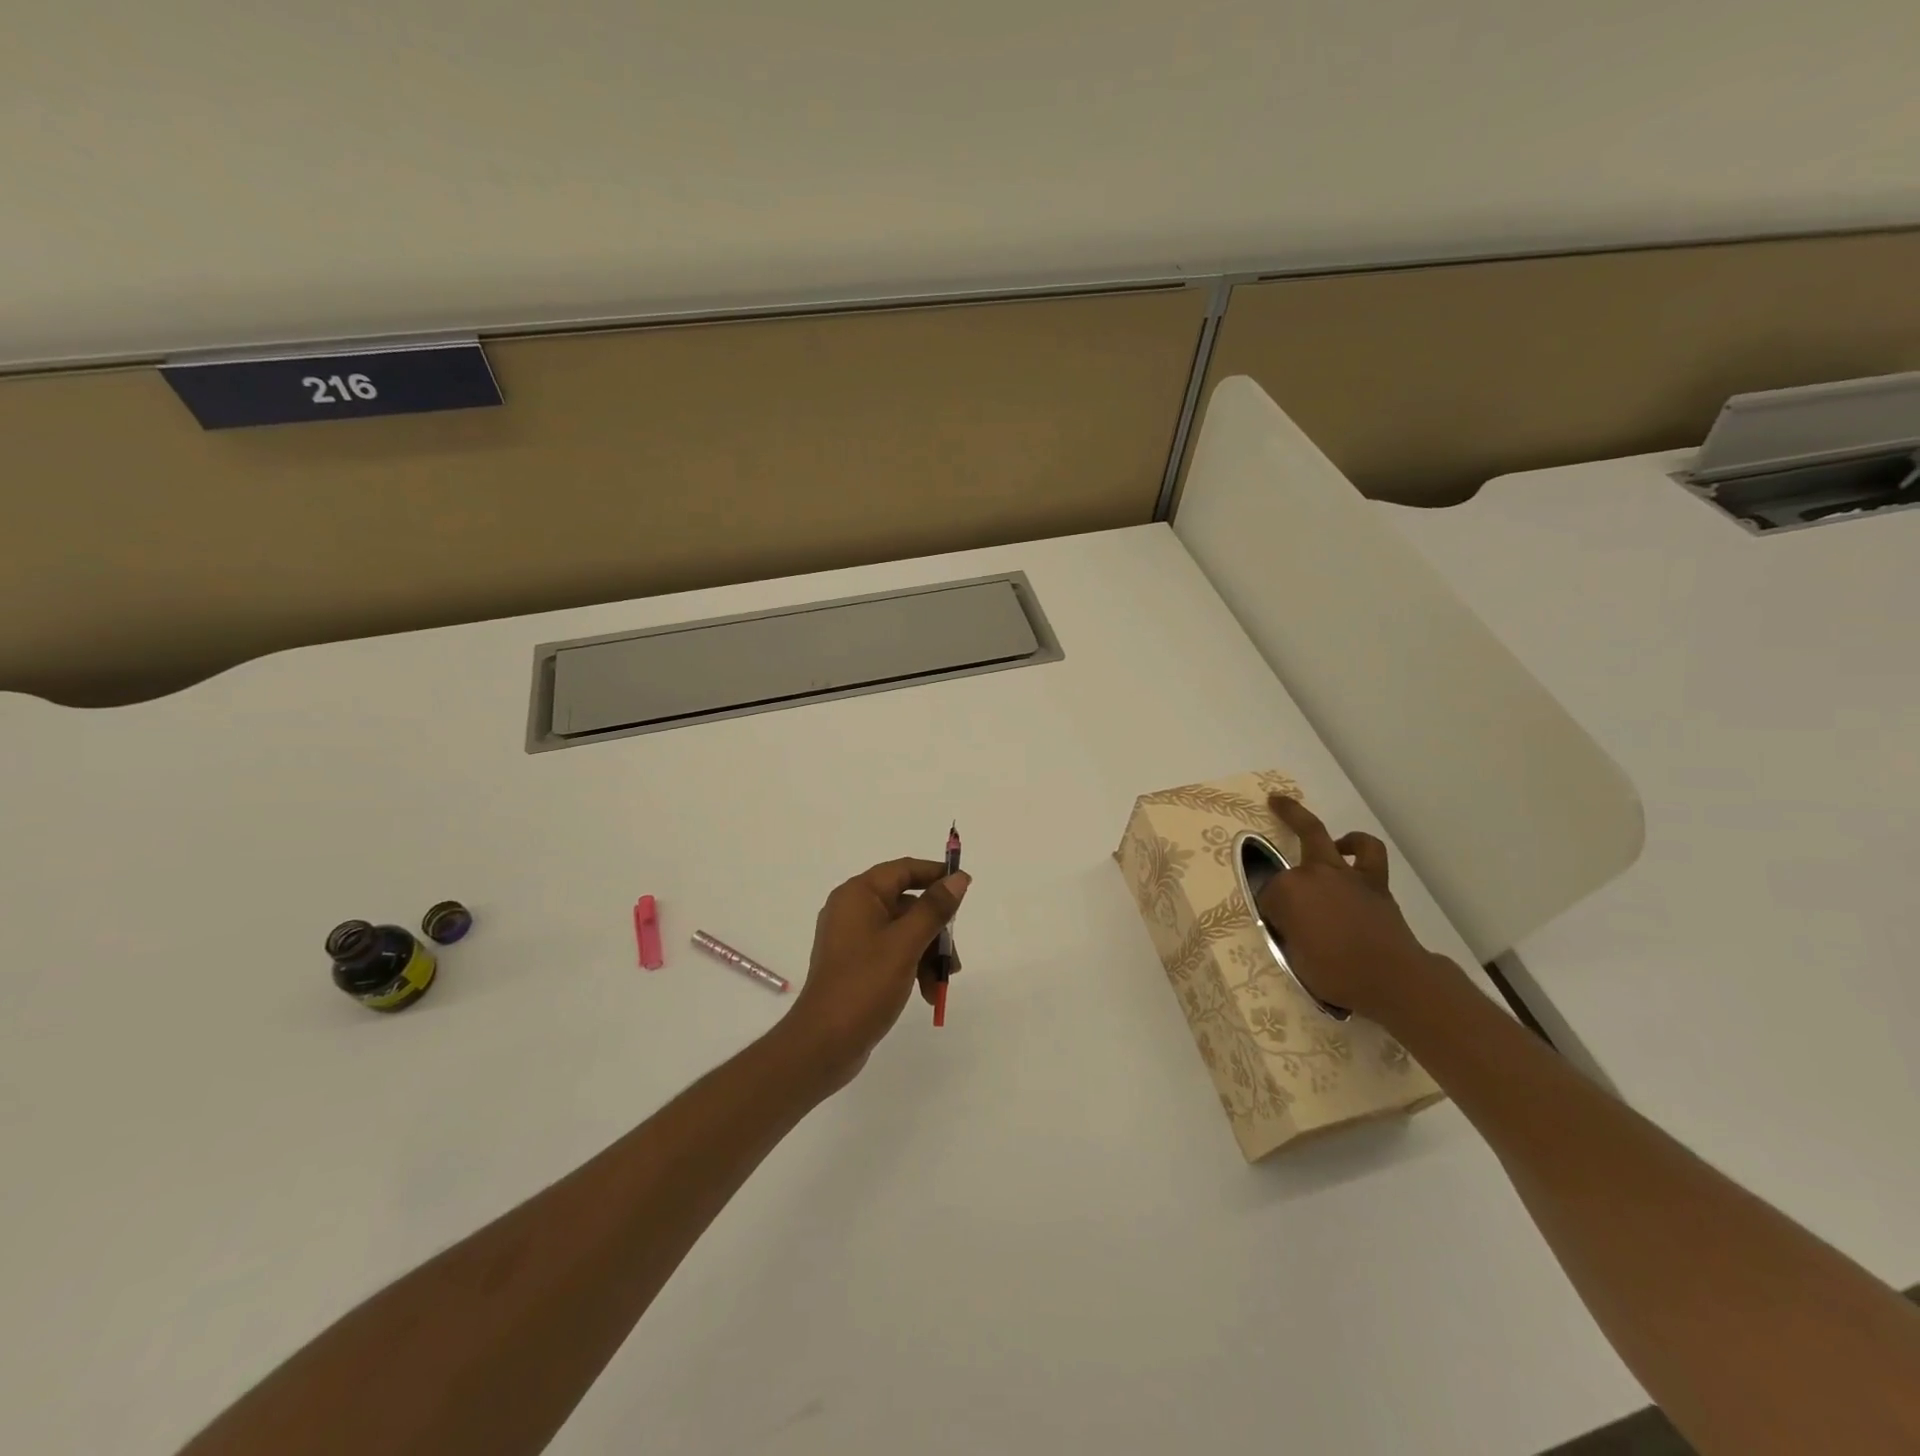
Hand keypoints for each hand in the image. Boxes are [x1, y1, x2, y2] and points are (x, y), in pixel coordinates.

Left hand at [778, 858, 969, 1088]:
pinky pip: (893, 952)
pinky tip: (926, 993)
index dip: (936, 875)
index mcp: (858, 895)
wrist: (823, 1044)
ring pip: (904, 931)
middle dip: (936, 930)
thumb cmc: (864, 986)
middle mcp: (853, 909)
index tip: (966, 887)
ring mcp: (853, 938)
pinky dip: (913, 967)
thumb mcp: (906, 944)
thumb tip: (958, 878)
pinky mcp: (856, 964)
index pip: (904, 870)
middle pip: (908, 904)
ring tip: (940, 984)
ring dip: (928, 954)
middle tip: (954, 956)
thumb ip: (934, 909)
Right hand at [1257, 795, 1449, 1022]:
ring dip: (1320, 827)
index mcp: (1287, 892)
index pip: (1269, 893)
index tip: (1279, 927)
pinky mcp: (1372, 881)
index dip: (1273, 910)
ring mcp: (1343, 873)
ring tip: (1313, 831)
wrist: (1391, 979)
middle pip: (1294, 840)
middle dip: (1286, 813)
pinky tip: (1349, 852)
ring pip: (1326, 836)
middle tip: (1275, 800)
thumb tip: (1292, 924)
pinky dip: (1358, 847)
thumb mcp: (1295, 958)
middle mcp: (1312, 873)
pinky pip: (1368, 853)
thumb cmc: (1336, 973)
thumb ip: (1289, 932)